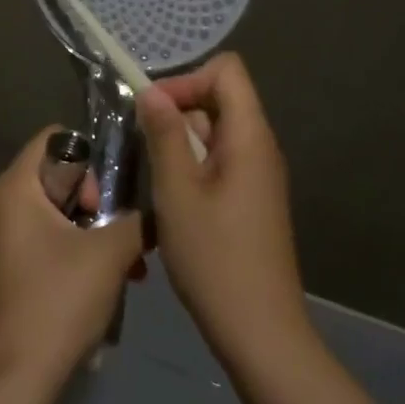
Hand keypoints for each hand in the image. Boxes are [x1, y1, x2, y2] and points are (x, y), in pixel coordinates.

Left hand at [0, 127, 144, 393]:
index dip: (89, 156)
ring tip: (127, 264)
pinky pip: (47, 241)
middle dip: (97, 201)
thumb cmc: (58, 301)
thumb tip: (159, 209)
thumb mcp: (110, 253)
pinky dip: (77, 251)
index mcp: (14, 188)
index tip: (109, 194)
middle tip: (117, 232)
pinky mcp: (8, 269)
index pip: (54, 138)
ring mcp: (1, 240)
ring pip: (57, 213)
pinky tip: (108, 281)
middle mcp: (0, 205)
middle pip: (58, 176)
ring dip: (94, 231)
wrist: (16, 379)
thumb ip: (139, 220)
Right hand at [139, 53, 311, 368]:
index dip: (187, 79)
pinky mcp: (251, 200)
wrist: (260, 332)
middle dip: (177, 113)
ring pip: (214, 133)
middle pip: (219, 100)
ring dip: (180, 144)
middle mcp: (260, 147)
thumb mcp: (178, 192)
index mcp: (249, 136)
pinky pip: (219, 162)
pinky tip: (172, 202)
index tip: (154, 113)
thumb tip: (152, 91)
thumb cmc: (215, 258)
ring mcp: (258, 175)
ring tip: (154, 180)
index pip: (227, 71)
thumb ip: (165, 135)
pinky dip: (191, 167)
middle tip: (144, 149)